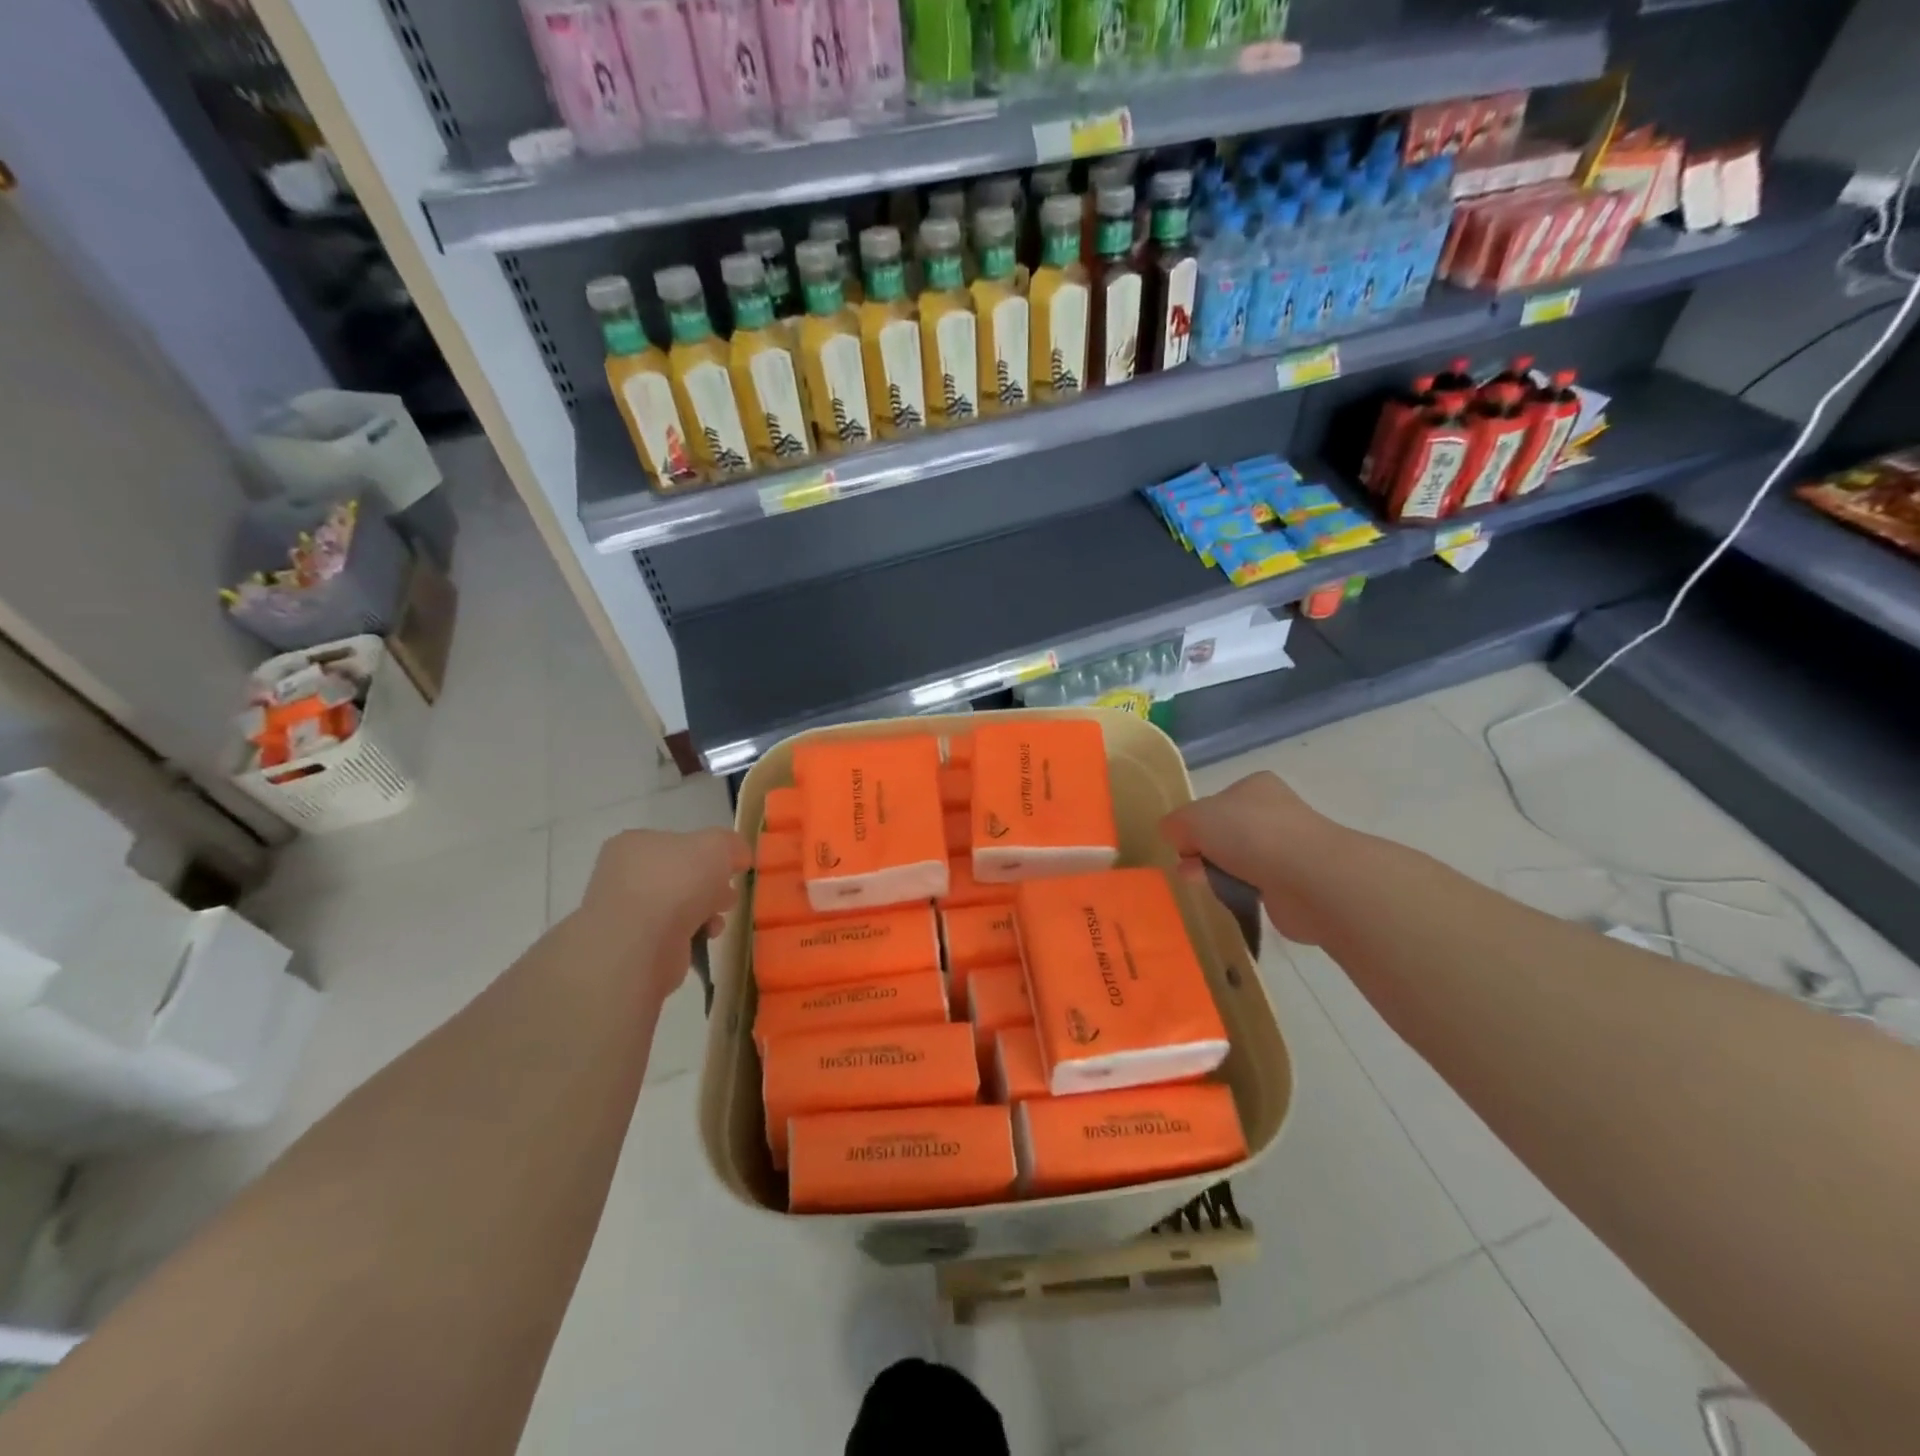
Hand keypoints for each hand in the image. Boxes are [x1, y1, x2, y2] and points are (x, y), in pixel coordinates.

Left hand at [577, 826, 750, 966]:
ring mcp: (624, 913)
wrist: (642, 945)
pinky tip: (704, 937)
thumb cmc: (677, 883)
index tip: (731, 867)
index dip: (708, 853)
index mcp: (634, 844)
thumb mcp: (717, 846)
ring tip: (717, 919)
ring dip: (704, 911)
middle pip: (680, 875)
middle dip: (709, 885)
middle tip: (727, 894)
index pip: (677, 842)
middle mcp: (623, 876)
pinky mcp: (633, 946)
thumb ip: (732, 844)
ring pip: (678, 906)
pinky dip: (692, 934)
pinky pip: (672, 934)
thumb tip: (738, 857)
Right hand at [1160, 772, 1332, 945]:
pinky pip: (1254, 886)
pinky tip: (1228, 897)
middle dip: (1202, 849)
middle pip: (1225, 832)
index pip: (1215, 802)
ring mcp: (1288, 849)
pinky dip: (1239, 892)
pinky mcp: (1294, 884)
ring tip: (1201, 884)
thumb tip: (1173, 835)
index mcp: (1255, 787)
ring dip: (1217, 872)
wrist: (1308, 878)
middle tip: (1187, 866)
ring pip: (1238, 860)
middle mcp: (1275, 812)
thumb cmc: (1249, 835)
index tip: (1182, 842)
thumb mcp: (1193, 818)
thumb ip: (1175, 823)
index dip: (1194, 822)